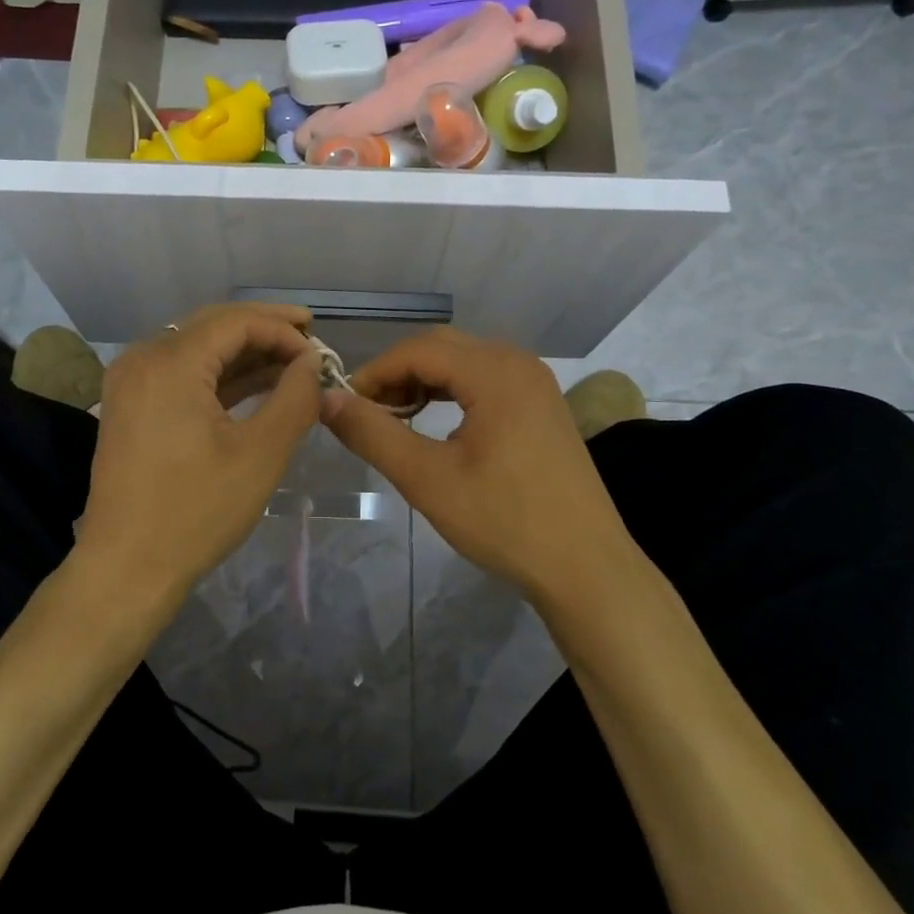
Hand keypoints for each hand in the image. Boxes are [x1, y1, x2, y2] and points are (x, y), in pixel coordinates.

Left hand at [75, 303, 321, 601]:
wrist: (126, 567)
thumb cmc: (196, 512)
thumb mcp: (260, 454)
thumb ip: (294, 398)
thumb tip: (312, 363)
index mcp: (170, 363)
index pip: (236, 322)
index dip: (283, 330)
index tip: (319, 353)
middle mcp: (143, 359)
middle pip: (213, 325)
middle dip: (264, 329)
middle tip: (308, 336)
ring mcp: (131, 382)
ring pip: (196, 347)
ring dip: (243, 352)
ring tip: (291, 363)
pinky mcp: (130, 405)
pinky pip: (181, 373)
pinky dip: (218, 375)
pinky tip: (254, 384)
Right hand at [320, 328, 631, 602]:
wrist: (585, 566)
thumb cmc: (504, 521)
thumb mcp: (427, 479)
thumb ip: (373, 433)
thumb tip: (328, 400)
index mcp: (495, 372)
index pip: (417, 350)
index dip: (374, 372)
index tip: (345, 405)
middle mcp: (518, 363)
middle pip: (441, 347)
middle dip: (397, 373)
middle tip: (367, 412)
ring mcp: (536, 383)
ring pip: (464, 362)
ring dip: (424, 381)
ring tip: (396, 418)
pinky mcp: (542, 406)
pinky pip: (486, 379)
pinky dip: (452, 391)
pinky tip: (437, 423)